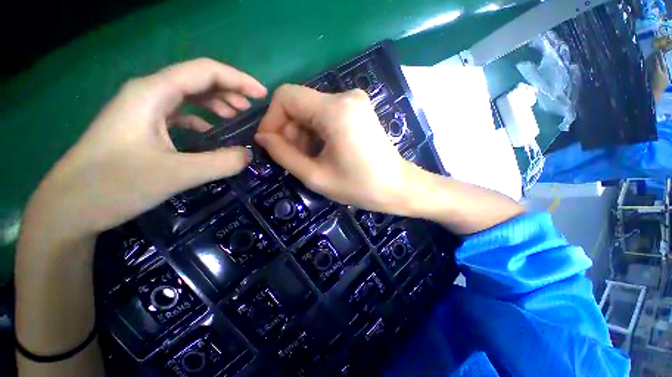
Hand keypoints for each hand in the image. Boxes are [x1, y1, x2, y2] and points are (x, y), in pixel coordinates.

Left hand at [21, 58, 266, 245]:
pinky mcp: (141, 127)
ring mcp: (142, 110)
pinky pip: (178, 113)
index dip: (238, 79)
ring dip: (216, 102)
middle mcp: (147, 94)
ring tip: (236, 116)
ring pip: (188, 95)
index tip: (262, 95)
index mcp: (152, 93)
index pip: (204, 71)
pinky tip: (210, 130)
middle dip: (230, 89)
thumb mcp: (176, 174)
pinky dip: (200, 118)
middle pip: (196, 80)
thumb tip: (247, 155)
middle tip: (253, 108)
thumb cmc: (114, 185)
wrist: (69, 207)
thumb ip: (220, 163)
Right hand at [255, 84, 415, 212]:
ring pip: (312, 110)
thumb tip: (263, 137)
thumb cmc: (359, 186)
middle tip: (292, 158)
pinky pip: (326, 115)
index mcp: (335, 110)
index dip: (272, 119)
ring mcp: (354, 101)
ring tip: (309, 159)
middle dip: (289, 130)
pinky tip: (322, 152)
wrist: (397, 187)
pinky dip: (317, 132)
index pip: (286, 96)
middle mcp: (345, 96)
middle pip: (300, 104)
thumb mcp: (316, 176)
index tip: (270, 144)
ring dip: (303, 134)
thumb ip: (284, 155)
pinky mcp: (358, 110)